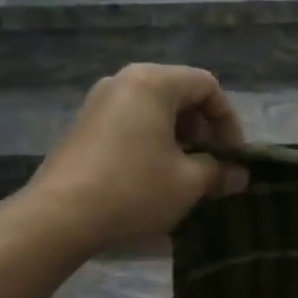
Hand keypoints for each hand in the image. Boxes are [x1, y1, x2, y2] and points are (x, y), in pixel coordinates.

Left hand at [26, 64, 248, 250]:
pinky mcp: (84, 125)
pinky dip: (151, 141)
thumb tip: (238, 175)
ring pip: (154, 109)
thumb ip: (218, 172)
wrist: (59, 216)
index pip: (207, 85)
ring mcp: (99, 102)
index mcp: (153, 82)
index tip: (232, 157)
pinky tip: (153, 177)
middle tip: (211, 165)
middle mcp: (124, 81)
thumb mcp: (187, 183)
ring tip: (185, 175)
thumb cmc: (133, 189)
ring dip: (178, 138)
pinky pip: (130, 122)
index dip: (228, 121)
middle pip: (179, 94)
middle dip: (203, 130)